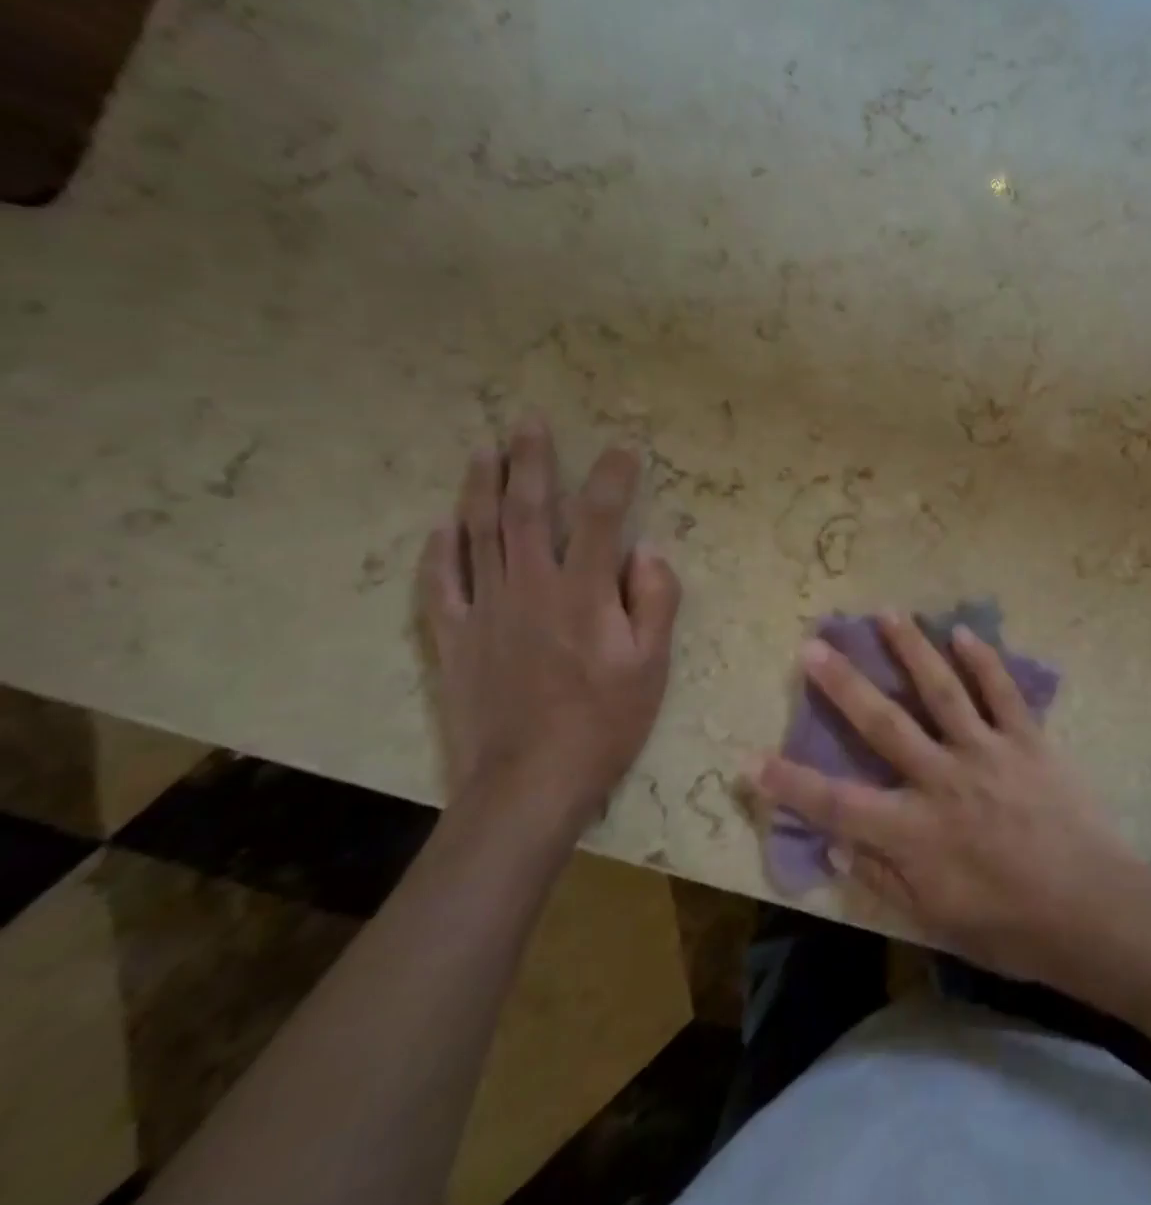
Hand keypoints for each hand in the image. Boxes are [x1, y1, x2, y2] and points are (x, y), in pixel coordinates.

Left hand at [416, 417, 681, 837]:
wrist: (529, 783)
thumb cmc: (605, 723)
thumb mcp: (653, 665)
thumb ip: (655, 601)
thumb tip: (647, 551)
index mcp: (583, 593)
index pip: (602, 517)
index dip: (613, 477)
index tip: (623, 447)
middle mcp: (530, 587)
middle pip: (528, 511)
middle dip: (531, 461)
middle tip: (529, 421)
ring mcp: (484, 610)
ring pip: (480, 535)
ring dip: (482, 487)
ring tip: (484, 450)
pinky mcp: (453, 639)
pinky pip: (440, 584)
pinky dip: (441, 550)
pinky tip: (443, 527)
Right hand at [753, 612, 1139, 982]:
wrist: (1092, 910)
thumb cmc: (1010, 926)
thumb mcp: (935, 920)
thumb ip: (882, 880)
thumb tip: (836, 844)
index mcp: (914, 832)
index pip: (836, 805)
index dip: (790, 785)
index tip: (750, 759)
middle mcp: (942, 779)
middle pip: (883, 723)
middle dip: (843, 685)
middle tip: (814, 646)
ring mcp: (987, 752)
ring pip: (941, 690)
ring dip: (911, 649)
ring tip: (886, 613)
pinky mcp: (1027, 740)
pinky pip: (1002, 692)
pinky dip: (982, 660)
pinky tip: (963, 632)